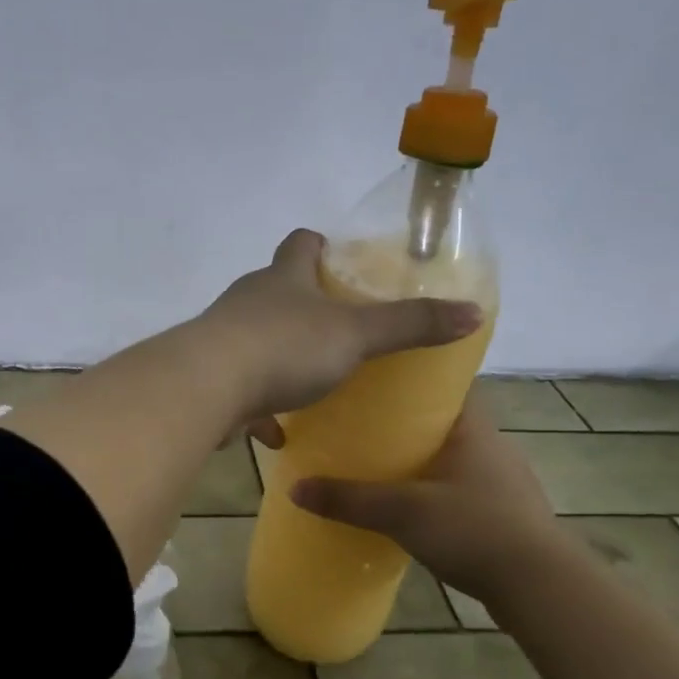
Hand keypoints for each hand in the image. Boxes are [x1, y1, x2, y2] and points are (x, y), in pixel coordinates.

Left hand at [199, 229, 481, 438]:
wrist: (206, 388)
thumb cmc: (284, 348)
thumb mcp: (356, 334)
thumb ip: (410, 325)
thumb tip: (472, 311)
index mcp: (283, 278)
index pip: (302, 243)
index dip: (322, 246)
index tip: (341, 260)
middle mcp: (249, 301)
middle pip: (278, 291)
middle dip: (305, 306)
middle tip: (340, 328)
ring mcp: (224, 339)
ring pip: (257, 342)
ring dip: (281, 359)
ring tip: (312, 381)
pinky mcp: (210, 379)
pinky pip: (241, 391)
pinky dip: (260, 410)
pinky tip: (276, 435)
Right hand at [290, 393, 573, 602]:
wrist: (540, 587)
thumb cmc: (473, 529)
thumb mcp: (402, 512)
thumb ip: (350, 499)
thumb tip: (294, 487)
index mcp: (472, 428)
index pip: (443, 385)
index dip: (410, 381)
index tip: (373, 383)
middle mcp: (492, 446)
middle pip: (442, 423)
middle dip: (405, 425)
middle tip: (362, 428)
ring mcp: (503, 482)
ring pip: (451, 459)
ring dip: (421, 461)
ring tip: (379, 468)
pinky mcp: (507, 514)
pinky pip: (461, 489)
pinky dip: (436, 491)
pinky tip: (412, 509)